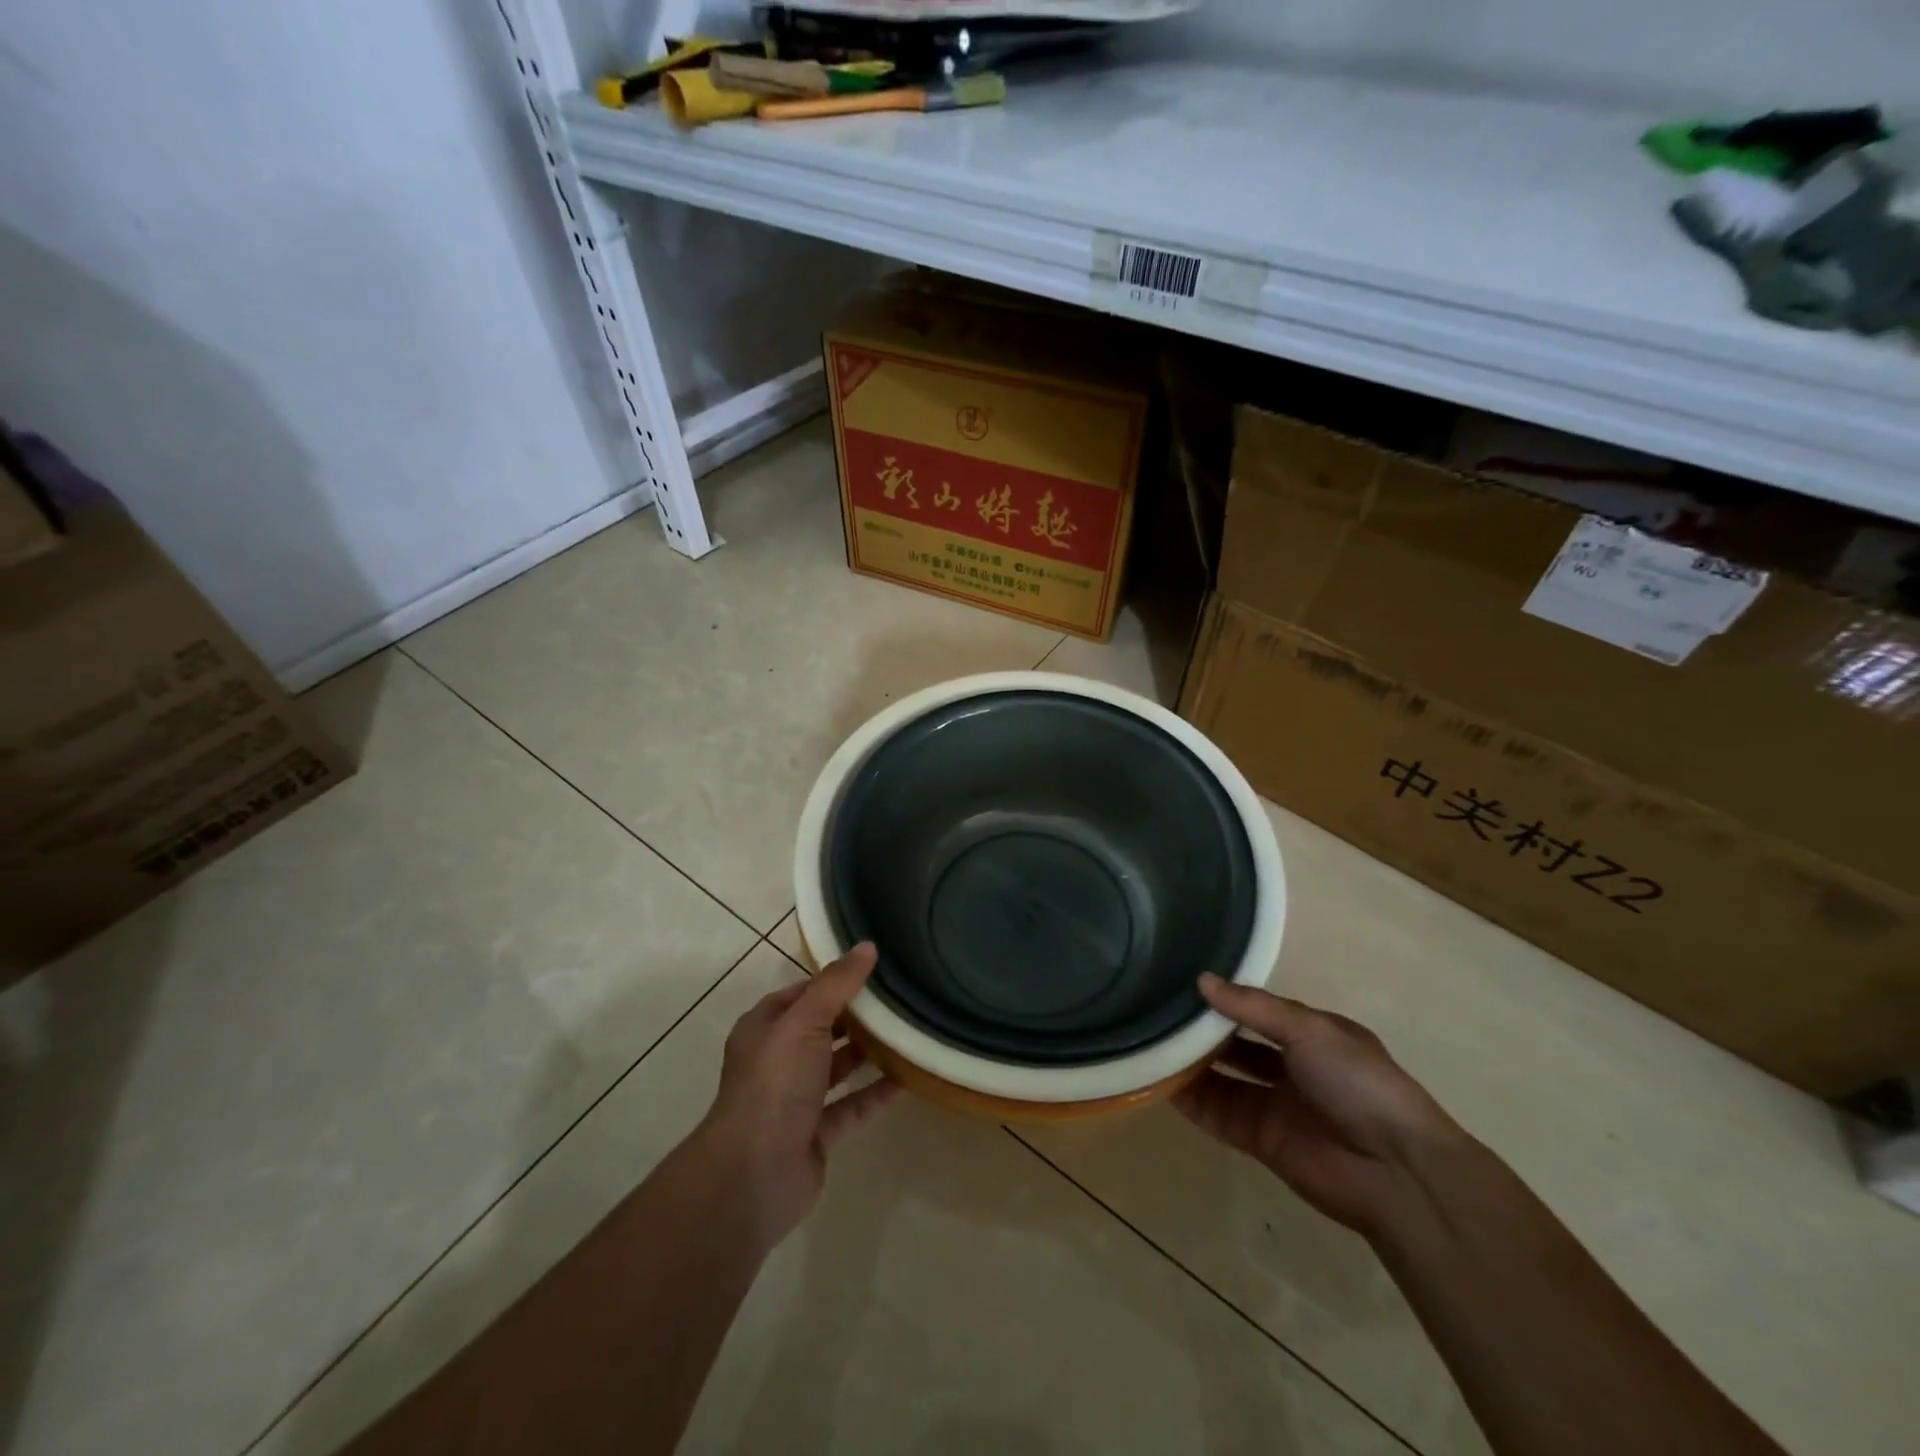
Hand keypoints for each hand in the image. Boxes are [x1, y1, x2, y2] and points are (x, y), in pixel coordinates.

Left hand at [698, 943, 899, 1247]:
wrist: (754, 1173)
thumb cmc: (775, 1083)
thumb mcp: (805, 1020)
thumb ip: (837, 984)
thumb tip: (868, 946)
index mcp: (765, 1028)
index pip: (801, 994)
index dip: (832, 980)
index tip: (873, 968)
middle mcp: (777, 1061)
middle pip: (820, 1029)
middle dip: (854, 1016)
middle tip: (898, 997)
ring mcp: (795, 1100)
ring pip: (836, 1068)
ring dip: (866, 1053)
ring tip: (906, 1031)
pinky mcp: (815, 1135)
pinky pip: (851, 1106)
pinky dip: (875, 1093)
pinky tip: (906, 1078)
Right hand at [1173, 974, 1466, 1238]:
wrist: (1395, 1172)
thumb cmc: (1358, 1083)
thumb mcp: (1309, 1030)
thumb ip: (1253, 1007)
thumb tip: (1202, 981)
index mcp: (1311, 1035)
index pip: (1259, 1010)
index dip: (1225, 998)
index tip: (1182, 981)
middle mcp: (1291, 1067)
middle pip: (1236, 1045)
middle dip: (1203, 1031)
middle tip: (1157, 1010)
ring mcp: (1274, 1105)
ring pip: (1222, 1079)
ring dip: (1191, 1064)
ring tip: (1149, 1040)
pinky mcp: (1260, 1141)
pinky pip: (1217, 1115)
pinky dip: (1190, 1100)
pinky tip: (1158, 1081)